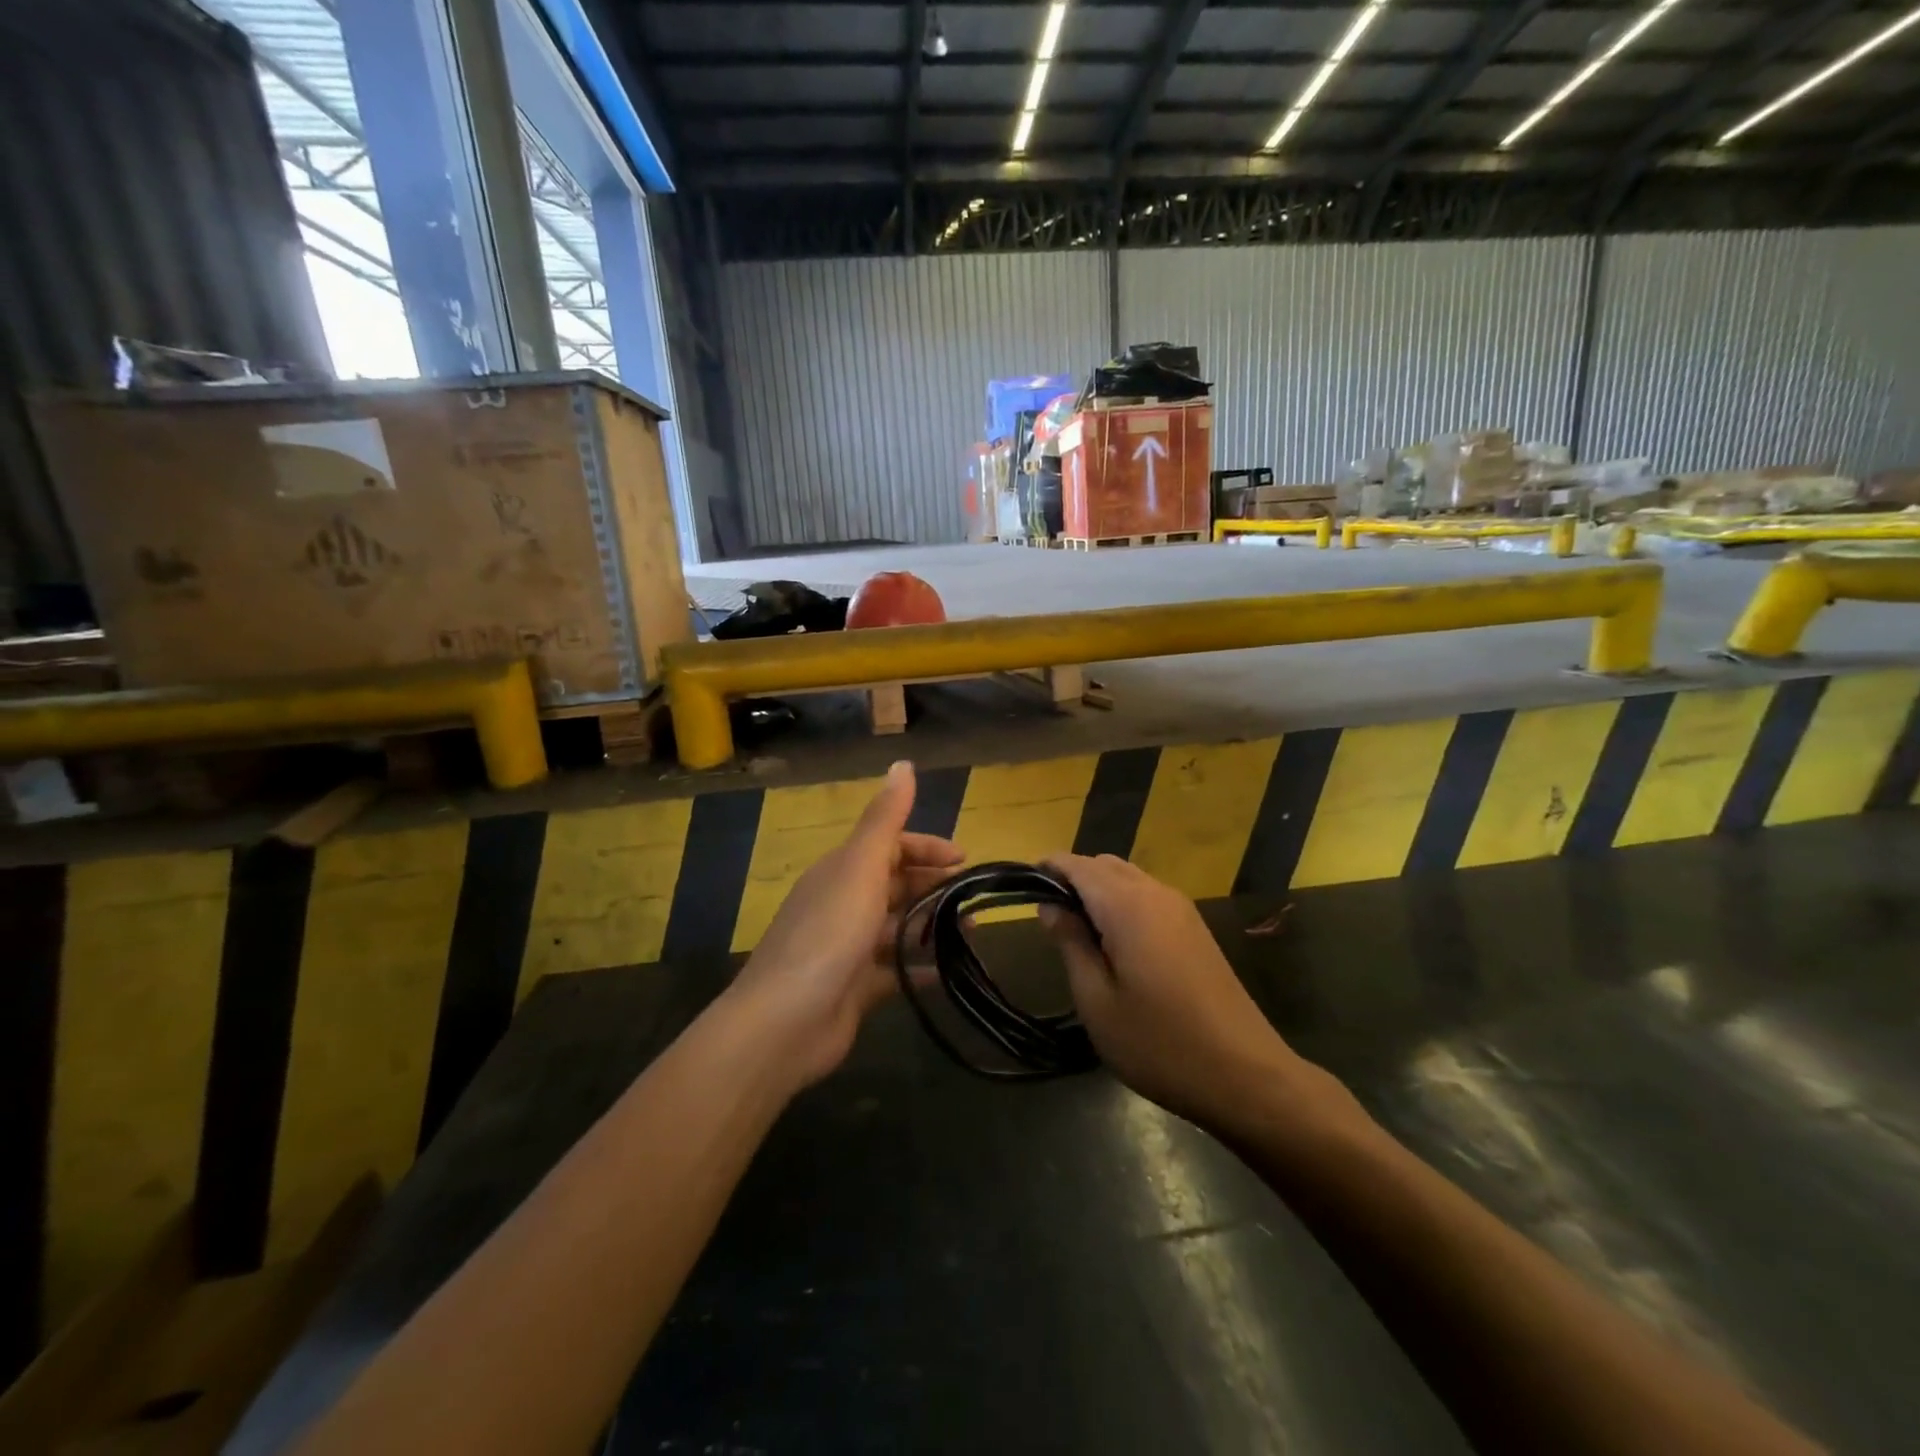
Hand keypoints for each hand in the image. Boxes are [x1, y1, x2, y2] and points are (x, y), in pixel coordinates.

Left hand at [723, 761, 963, 1087]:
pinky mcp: (855, 988)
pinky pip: (895, 970)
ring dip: (932, 926)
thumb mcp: (860, 867)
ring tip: (971, 934)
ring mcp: (848, 948)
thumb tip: (903, 763)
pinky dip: (920, 968)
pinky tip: (948, 973)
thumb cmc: (828, 935)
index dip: (926, 847)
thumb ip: (885, 818)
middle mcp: (843, 903)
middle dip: (934, 887)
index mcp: (842, 871)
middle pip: (896, 885)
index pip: (889, 846)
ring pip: (898, 927)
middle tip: (974, 899)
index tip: (964, 860)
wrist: (784, 1022)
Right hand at [1040, 854, 1318, 1132]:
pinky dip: (1121, 902)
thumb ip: (1070, 943)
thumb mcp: (1097, 1001)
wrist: (1245, 1075)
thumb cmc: (1159, 1043)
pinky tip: (1113, 943)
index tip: (1021, 884)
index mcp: (1128, 905)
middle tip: (1046, 917)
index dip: (1047, 868)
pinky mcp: (1195, 928)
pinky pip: (1148, 896)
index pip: (1078, 865)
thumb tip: (1050, 905)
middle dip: (1072, 878)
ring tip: (1076, 932)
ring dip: (1098, 890)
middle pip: (1104, 865)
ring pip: (1128, 877)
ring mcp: (1181, 909)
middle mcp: (1156, 893)